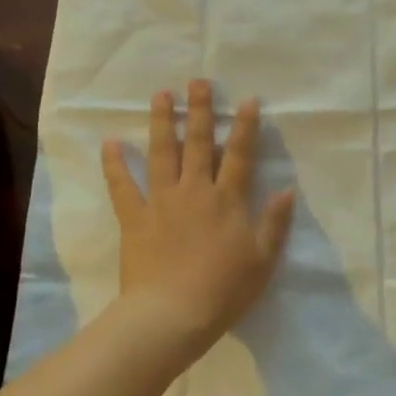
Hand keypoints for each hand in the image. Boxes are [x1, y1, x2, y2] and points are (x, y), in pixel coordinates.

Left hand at [102, 80, 296, 352]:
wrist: (172, 315)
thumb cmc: (223, 291)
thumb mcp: (261, 260)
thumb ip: (274, 223)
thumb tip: (286, 190)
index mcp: (226, 200)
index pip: (238, 155)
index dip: (244, 127)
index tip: (246, 100)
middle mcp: (194, 191)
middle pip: (197, 143)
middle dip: (199, 110)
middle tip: (197, 80)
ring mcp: (161, 202)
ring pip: (161, 153)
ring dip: (162, 122)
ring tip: (160, 95)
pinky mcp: (135, 218)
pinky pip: (122, 187)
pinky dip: (114, 165)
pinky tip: (109, 142)